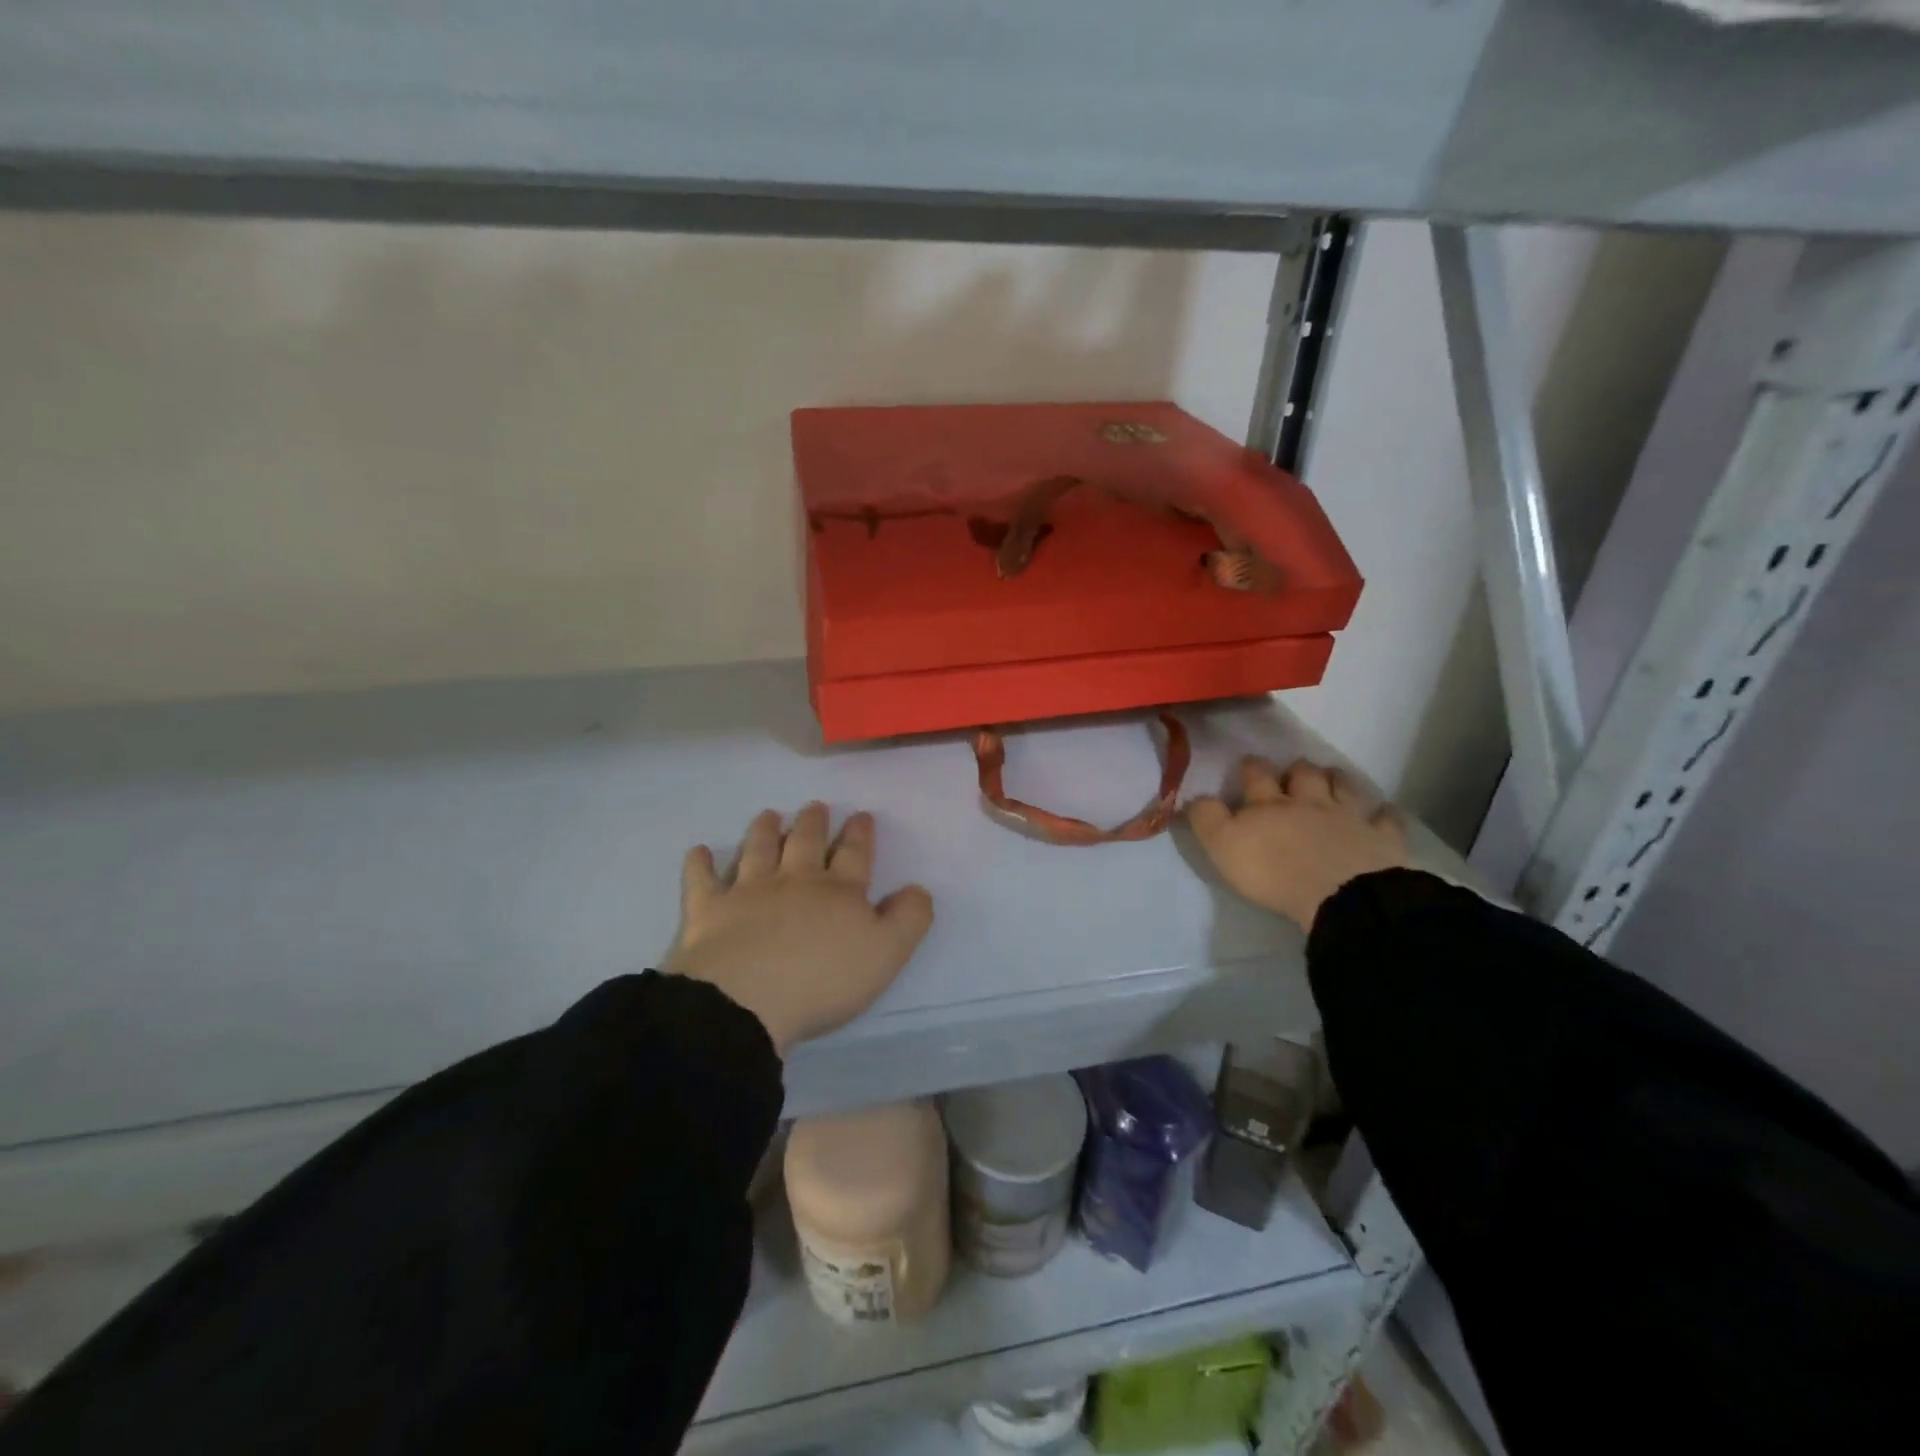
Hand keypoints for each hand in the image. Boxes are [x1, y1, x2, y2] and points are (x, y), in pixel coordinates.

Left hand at [664, 804, 933, 1054]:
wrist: (744, 1001)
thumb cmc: (822, 981)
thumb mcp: (886, 954)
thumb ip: (908, 919)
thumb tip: (918, 889)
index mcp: (838, 891)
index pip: (853, 854)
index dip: (859, 834)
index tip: (861, 815)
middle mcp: (794, 880)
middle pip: (805, 843)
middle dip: (813, 823)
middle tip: (814, 807)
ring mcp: (748, 892)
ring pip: (757, 850)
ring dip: (764, 830)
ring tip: (768, 814)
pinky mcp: (708, 911)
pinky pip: (702, 880)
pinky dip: (700, 864)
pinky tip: (699, 851)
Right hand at [1188, 758, 1409, 930]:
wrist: (1339, 895)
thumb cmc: (1273, 872)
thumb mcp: (1223, 846)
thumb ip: (1207, 818)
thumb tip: (1195, 796)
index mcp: (1268, 804)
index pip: (1255, 776)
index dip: (1250, 768)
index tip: (1247, 764)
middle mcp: (1308, 801)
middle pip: (1302, 774)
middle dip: (1295, 769)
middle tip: (1292, 771)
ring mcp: (1348, 816)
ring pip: (1342, 786)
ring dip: (1335, 779)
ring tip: (1332, 778)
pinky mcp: (1380, 837)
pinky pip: (1386, 819)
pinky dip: (1384, 813)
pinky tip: (1383, 812)